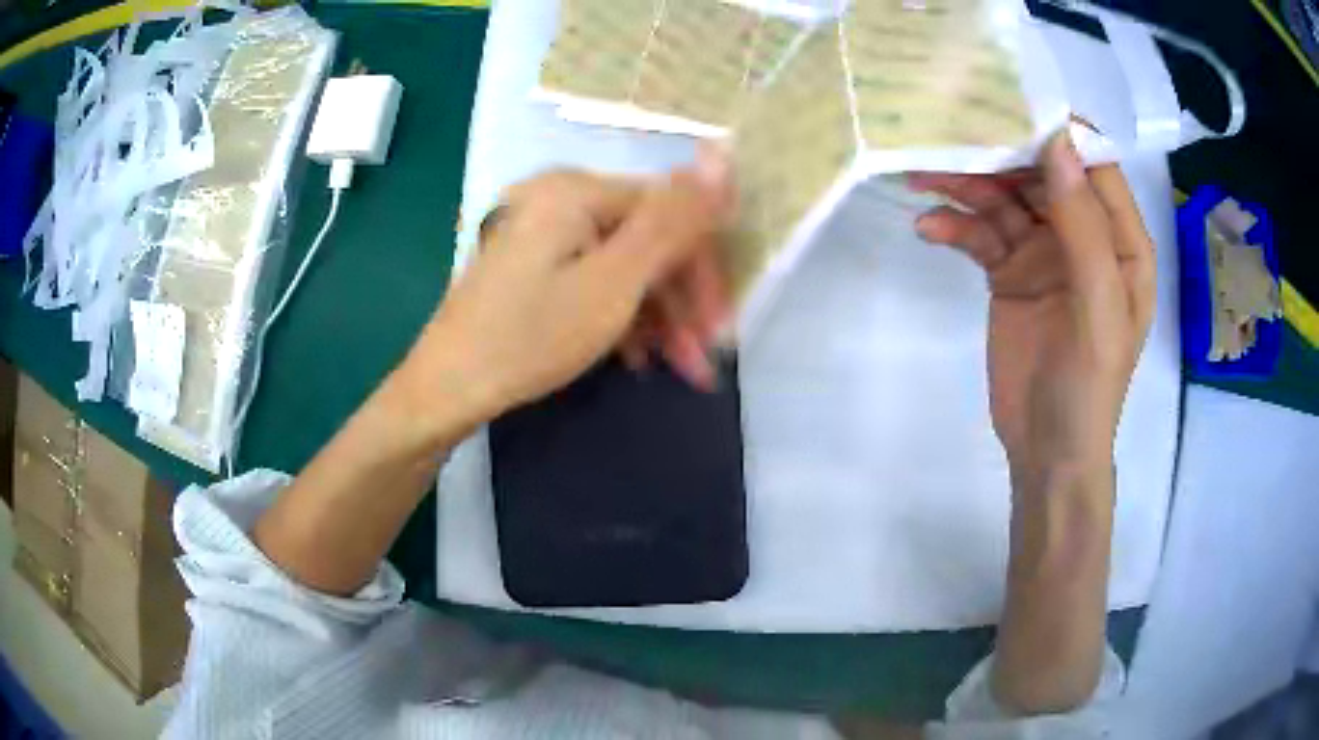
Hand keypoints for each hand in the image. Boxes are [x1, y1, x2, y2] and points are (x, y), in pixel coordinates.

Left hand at [402, 148, 734, 430]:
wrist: (446, 388)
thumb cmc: (531, 337)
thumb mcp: (613, 283)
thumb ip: (672, 221)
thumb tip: (722, 155)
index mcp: (577, 189)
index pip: (669, 212)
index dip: (703, 270)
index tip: (721, 331)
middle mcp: (559, 198)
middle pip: (644, 240)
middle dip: (680, 302)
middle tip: (701, 362)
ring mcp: (541, 231)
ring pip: (621, 266)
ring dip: (657, 316)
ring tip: (676, 368)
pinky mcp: (532, 264)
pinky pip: (592, 278)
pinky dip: (619, 315)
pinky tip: (635, 356)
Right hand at [909, 133, 1154, 479]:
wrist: (1047, 450)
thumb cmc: (1088, 386)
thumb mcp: (1098, 308)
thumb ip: (1084, 228)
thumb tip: (1057, 144)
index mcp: (1121, 241)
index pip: (1094, 166)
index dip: (1059, 132)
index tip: (1013, 101)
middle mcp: (1084, 235)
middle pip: (1042, 174)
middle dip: (999, 153)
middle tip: (949, 133)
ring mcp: (1045, 252)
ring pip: (1005, 199)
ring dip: (966, 186)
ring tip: (921, 175)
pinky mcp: (1011, 272)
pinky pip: (982, 234)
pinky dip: (956, 226)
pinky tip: (929, 228)